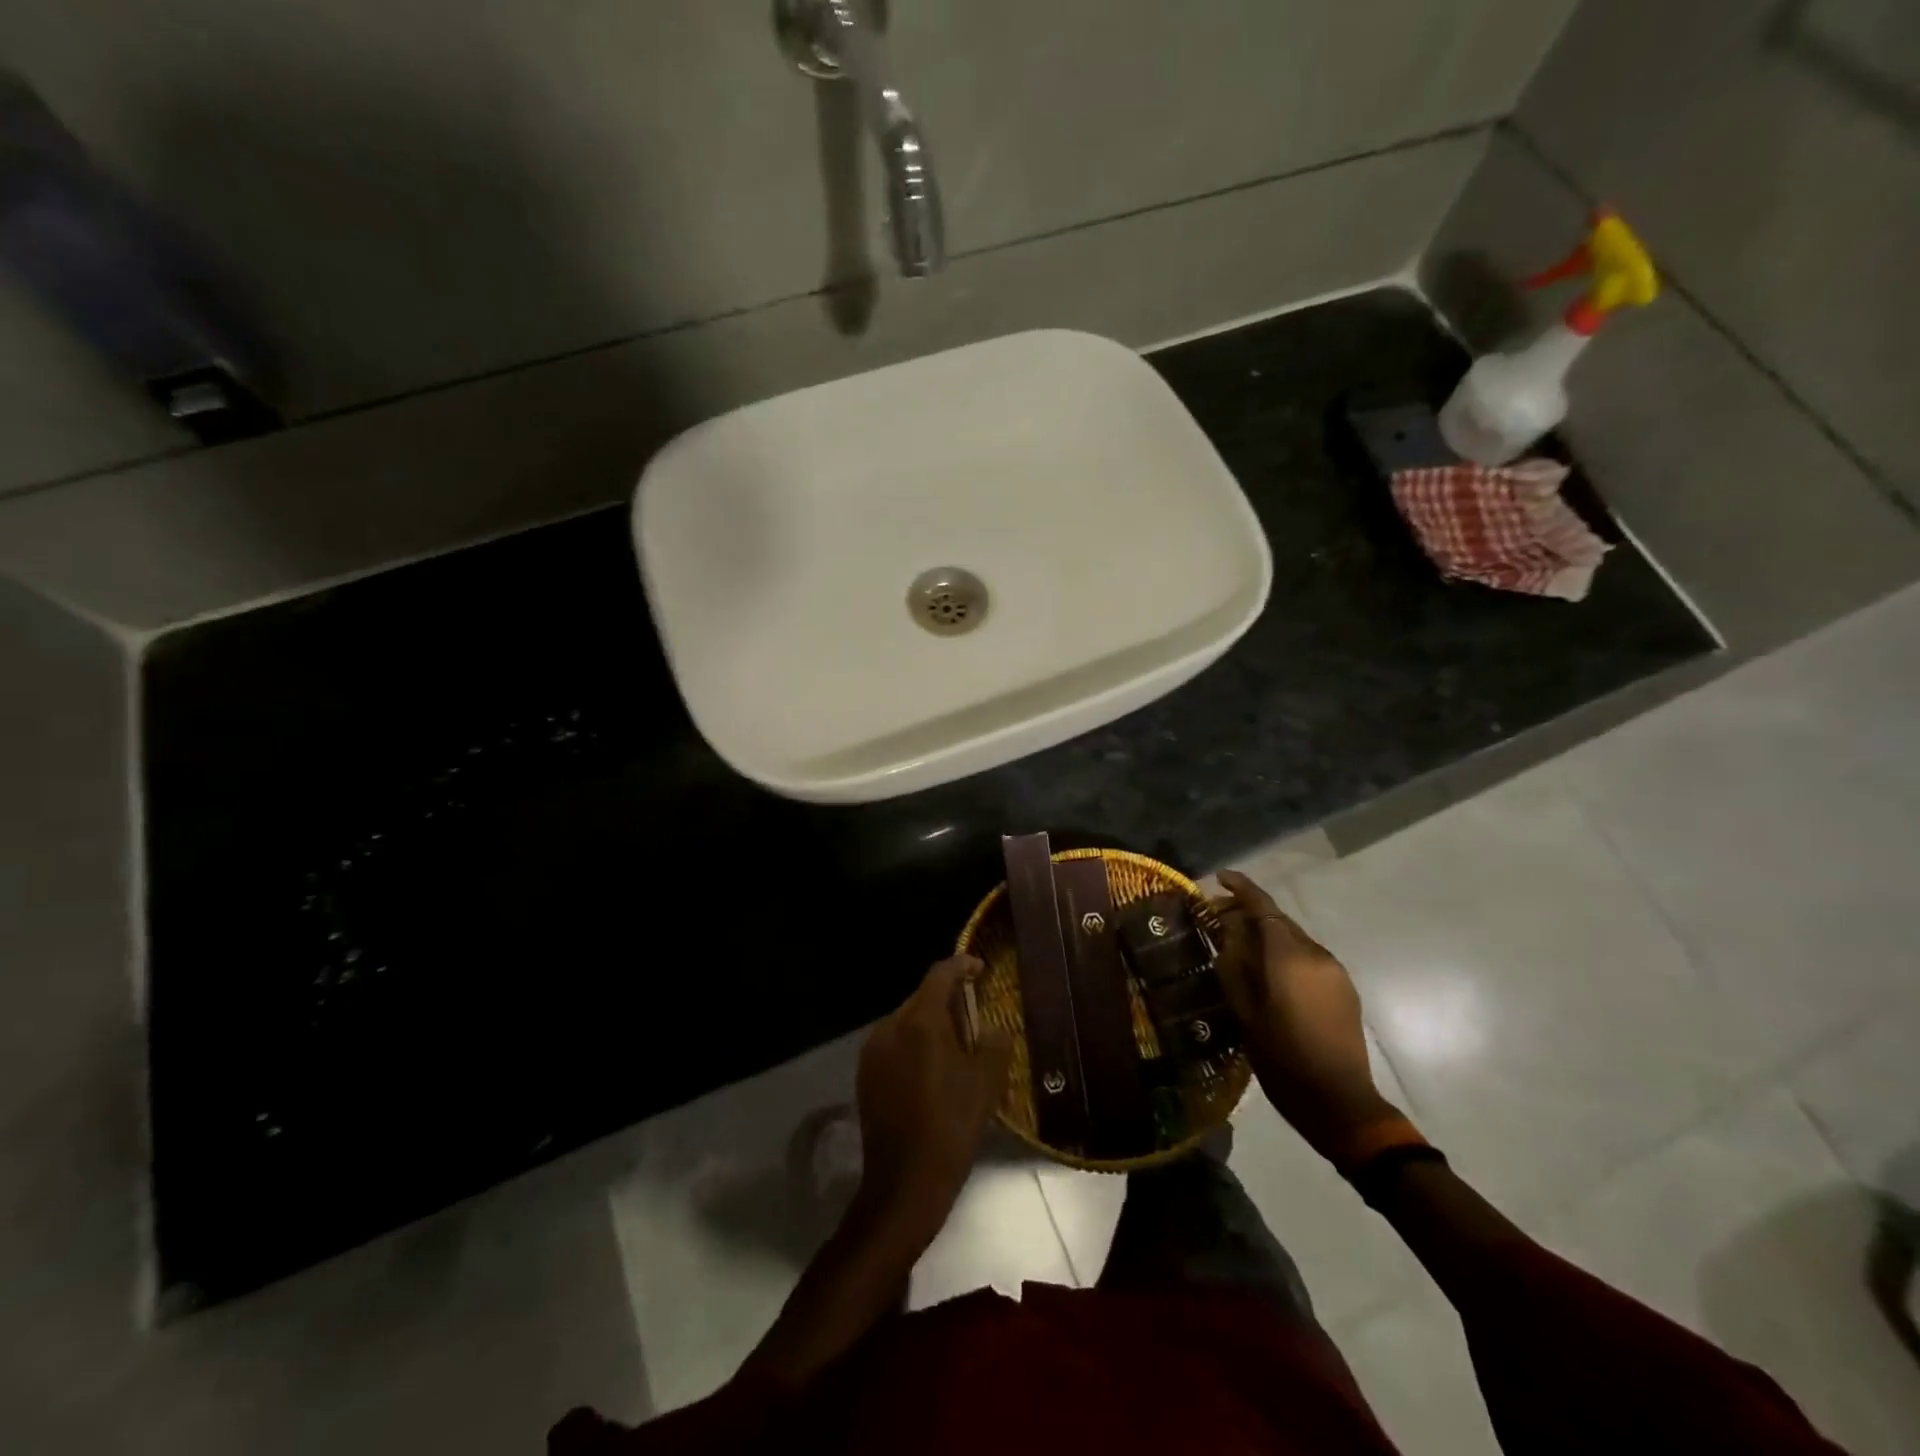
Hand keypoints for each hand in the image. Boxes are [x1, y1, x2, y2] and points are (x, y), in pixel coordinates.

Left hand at [853, 956, 1013, 1244]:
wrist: (904, 1184)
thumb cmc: (952, 1127)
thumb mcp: (986, 1082)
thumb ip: (993, 1042)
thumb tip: (990, 1028)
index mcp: (920, 1021)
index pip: (940, 975)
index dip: (962, 966)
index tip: (980, 969)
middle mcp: (890, 1027)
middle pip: (921, 997)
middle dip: (948, 999)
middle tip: (974, 1015)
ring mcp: (872, 1052)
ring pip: (906, 1022)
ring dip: (930, 1024)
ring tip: (956, 1045)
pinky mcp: (865, 1075)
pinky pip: (894, 1045)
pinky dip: (914, 1045)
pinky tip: (932, 1070)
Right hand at [1215, 870, 1398, 1163]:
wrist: (1340, 1103)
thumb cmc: (1283, 1059)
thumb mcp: (1245, 1012)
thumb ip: (1235, 964)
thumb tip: (1227, 929)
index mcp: (1290, 957)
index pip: (1263, 907)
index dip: (1241, 888)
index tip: (1220, 877)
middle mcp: (1316, 955)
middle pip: (1279, 919)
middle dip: (1248, 912)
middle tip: (1217, 918)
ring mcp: (1334, 971)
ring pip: (1293, 938)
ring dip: (1266, 933)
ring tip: (1238, 946)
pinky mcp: (1343, 988)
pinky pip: (1307, 957)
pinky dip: (1284, 952)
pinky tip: (1267, 971)